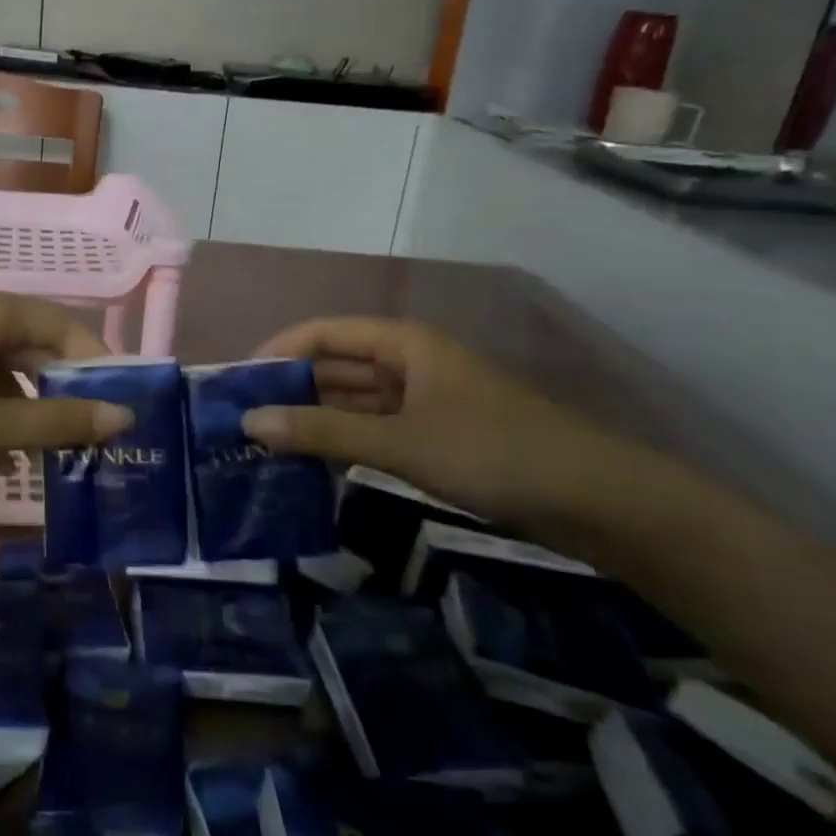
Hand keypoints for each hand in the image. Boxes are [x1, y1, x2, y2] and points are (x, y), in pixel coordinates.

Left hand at [0, 290, 133, 484]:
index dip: (100, 368)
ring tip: (55, 461)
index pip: (68, 329)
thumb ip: (54, 423)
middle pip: (39, 349)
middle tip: (95, 442)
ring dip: (31, 413)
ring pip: (8, 372)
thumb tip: (122, 418)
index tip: (121, 413)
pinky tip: (4, 461)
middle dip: (67, 396)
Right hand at [241, 316, 662, 542]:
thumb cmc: (494, 452)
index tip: (235, 385)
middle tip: (241, 422)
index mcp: (403, 343)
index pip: (322, 333)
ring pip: (354, 401)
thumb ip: (323, 432)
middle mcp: (409, 363)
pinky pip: (375, 429)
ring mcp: (425, 401)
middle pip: (335, 365)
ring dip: (315, 418)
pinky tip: (314, 464)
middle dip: (290, 388)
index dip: (276, 353)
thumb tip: (250, 422)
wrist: (600, 502)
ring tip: (266, 444)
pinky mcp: (437, 437)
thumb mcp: (400, 442)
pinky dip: (344, 442)